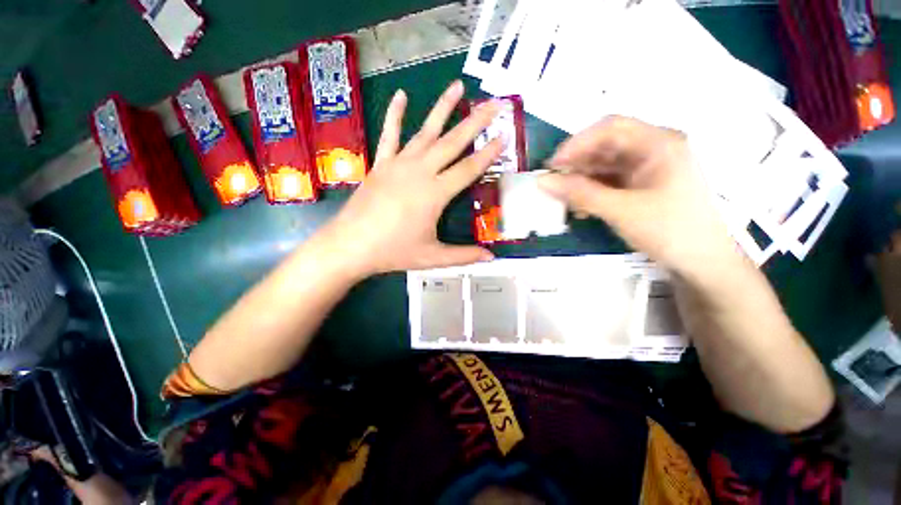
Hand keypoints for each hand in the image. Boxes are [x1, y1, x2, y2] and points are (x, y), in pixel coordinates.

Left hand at [318, 81, 502, 276]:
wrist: (350, 246)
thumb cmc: (394, 251)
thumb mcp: (433, 257)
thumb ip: (464, 256)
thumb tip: (492, 259)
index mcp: (435, 193)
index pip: (468, 169)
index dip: (489, 154)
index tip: (505, 135)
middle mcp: (419, 171)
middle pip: (453, 142)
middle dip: (476, 121)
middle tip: (494, 102)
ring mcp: (398, 164)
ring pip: (425, 131)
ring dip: (442, 108)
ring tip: (458, 86)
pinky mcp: (381, 164)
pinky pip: (389, 135)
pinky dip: (395, 114)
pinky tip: (402, 95)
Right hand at [539, 116, 740, 276]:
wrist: (703, 262)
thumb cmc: (670, 231)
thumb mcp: (621, 211)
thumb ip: (580, 194)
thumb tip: (542, 181)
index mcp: (659, 144)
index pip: (610, 128)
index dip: (577, 143)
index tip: (552, 166)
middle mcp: (654, 149)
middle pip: (606, 146)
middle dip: (577, 164)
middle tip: (553, 183)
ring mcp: (649, 167)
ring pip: (605, 164)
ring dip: (581, 180)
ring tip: (563, 199)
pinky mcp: (643, 184)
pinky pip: (610, 180)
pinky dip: (592, 191)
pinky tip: (581, 207)